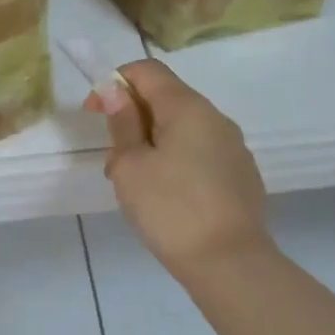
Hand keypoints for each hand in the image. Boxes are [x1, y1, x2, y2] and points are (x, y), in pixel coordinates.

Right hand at [88, 59, 272, 277]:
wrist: (230, 264)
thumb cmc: (170, 209)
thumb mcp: (130, 166)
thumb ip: (123, 124)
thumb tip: (117, 90)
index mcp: (188, 108)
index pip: (147, 70)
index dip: (115, 82)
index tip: (94, 113)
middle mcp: (216, 119)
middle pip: (166, 98)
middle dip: (132, 117)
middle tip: (111, 157)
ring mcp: (233, 148)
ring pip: (182, 129)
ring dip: (151, 142)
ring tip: (134, 182)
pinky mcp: (240, 175)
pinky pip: (199, 153)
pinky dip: (174, 161)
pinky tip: (165, 197)